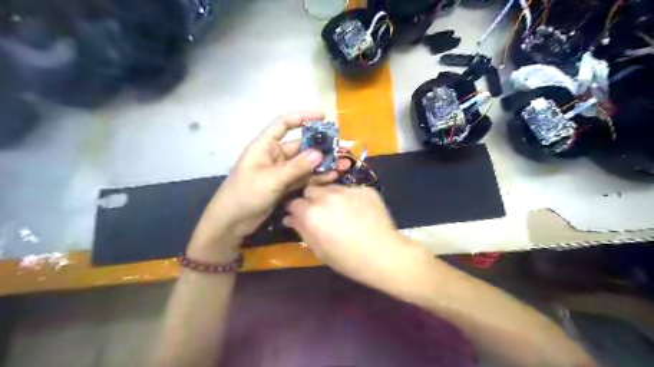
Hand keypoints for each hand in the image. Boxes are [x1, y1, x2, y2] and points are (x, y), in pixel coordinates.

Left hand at [189, 111, 348, 259]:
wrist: (231, 223)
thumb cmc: (246, 194)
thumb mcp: (272, 179)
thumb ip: (296, 167)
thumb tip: (319, 153)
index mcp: (265, 146)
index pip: (284, 124)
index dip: (303, 117)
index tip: (323, 116)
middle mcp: (274, 155)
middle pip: (300, 146)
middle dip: (320, 147)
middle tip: (341, 148)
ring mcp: (280, 172)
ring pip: (304, 164)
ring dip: (322, 164)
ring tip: (342, 164)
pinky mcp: (284, 186)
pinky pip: (303, 178)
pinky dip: (315, 178)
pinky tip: (331, 177)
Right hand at [286, 186, 429, 291]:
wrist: (384, 255)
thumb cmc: (348, 259)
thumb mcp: (319, 249)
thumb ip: (302, 230)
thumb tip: (289, 218)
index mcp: (312, 213)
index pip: (294, 203)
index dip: (297, 210)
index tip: (302, 217)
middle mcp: (327, 196)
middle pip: (311, 189)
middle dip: (311, 200)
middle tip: (321, 213)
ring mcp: (348, 190)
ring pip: (331, 187)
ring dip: (330, 197)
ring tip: (341, 212)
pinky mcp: (365, 189)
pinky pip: (350, 190)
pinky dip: (349, 198)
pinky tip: (358, 212)